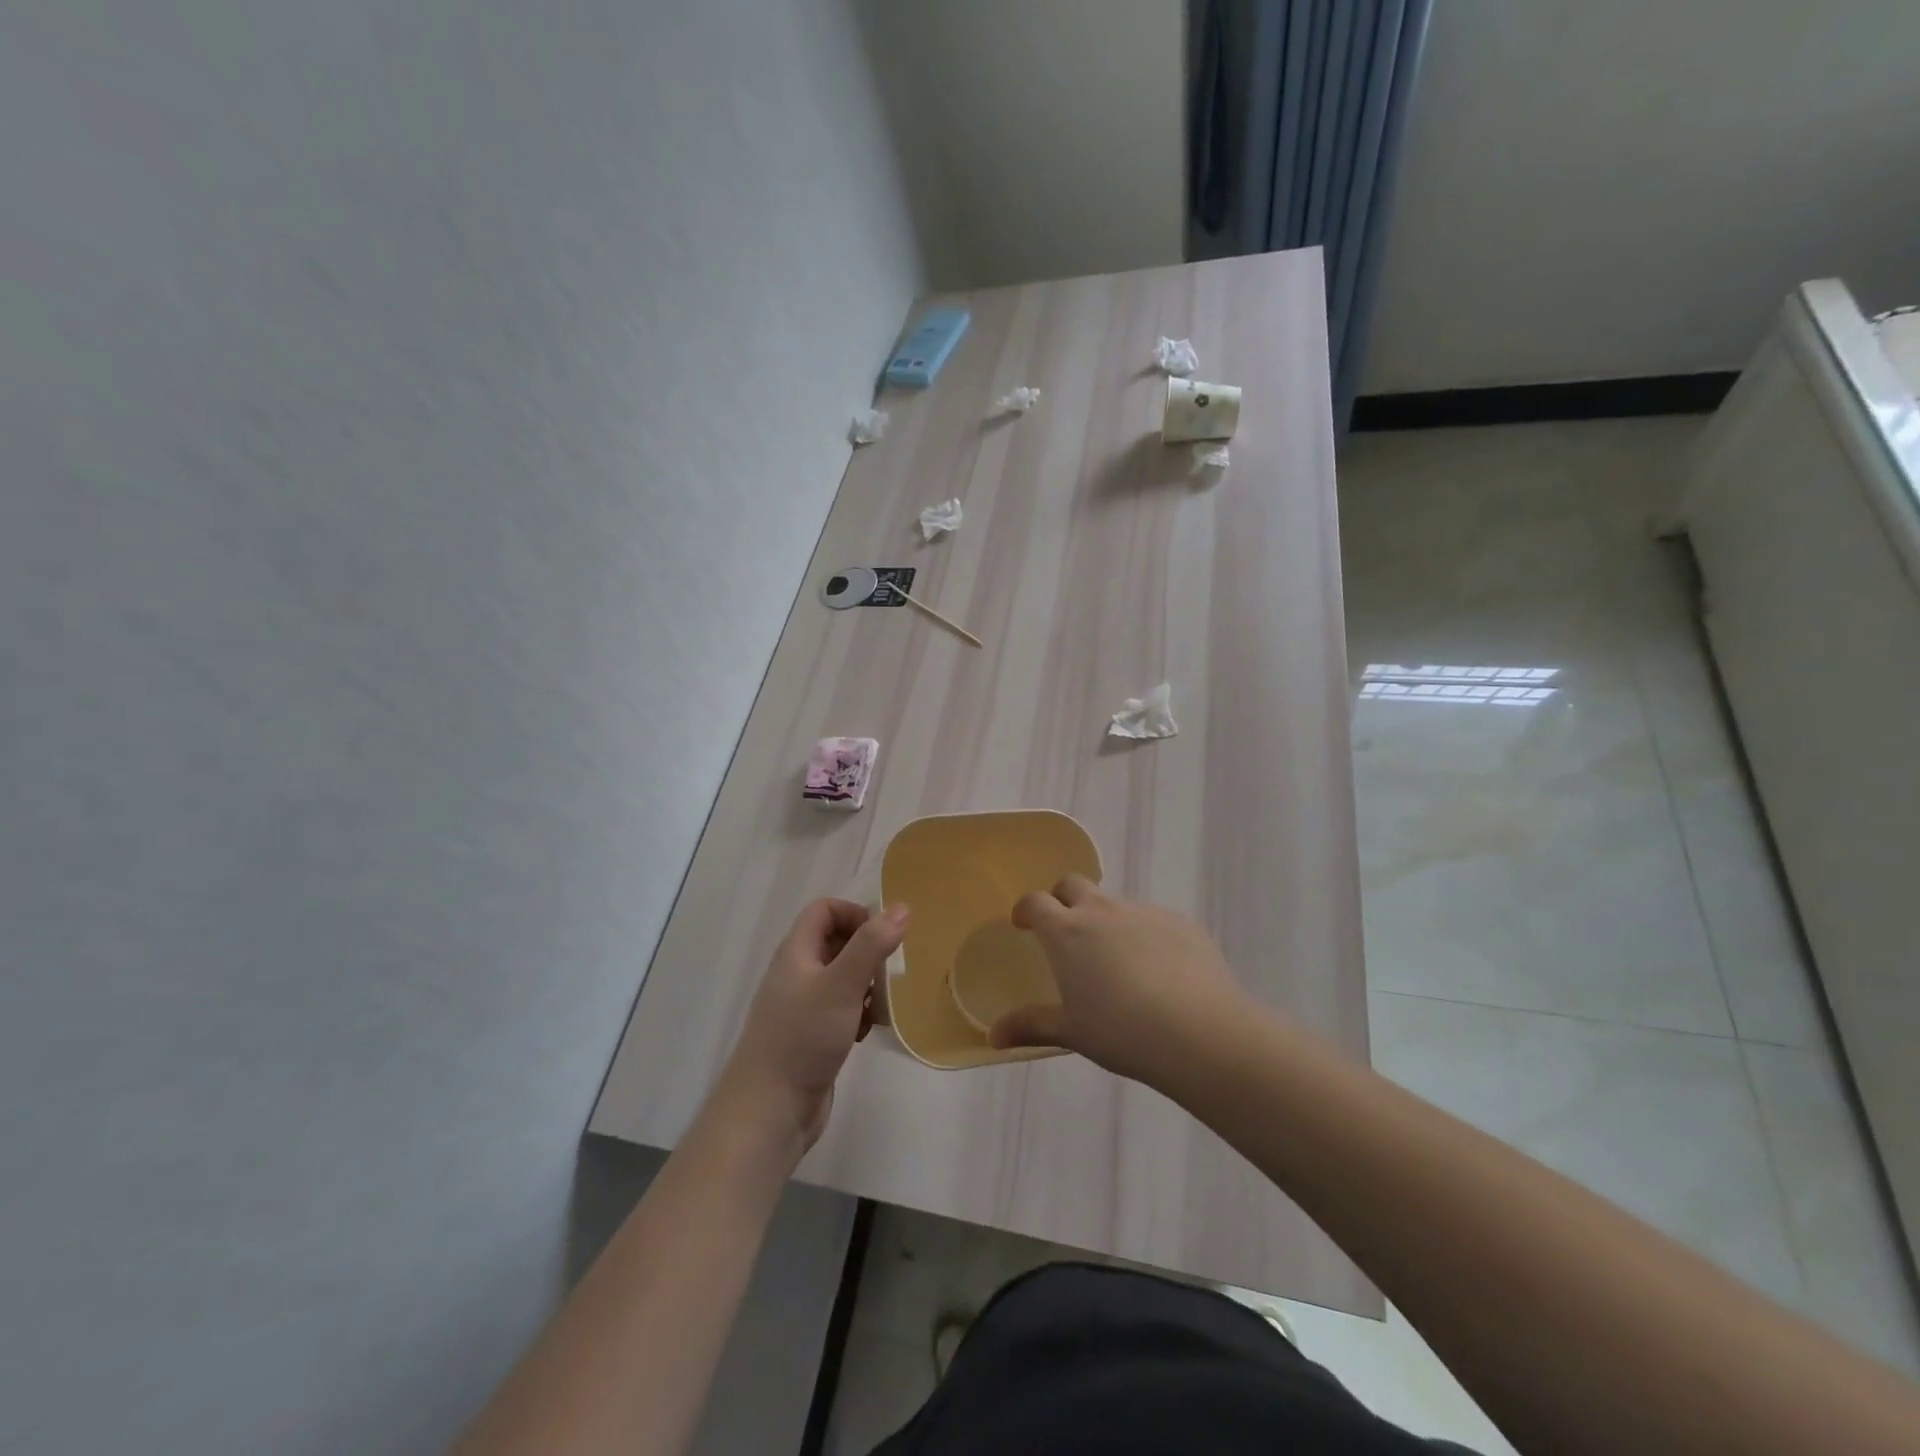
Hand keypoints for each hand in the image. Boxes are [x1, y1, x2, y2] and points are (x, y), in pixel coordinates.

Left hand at [717, 899, 907, 1151]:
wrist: (769, 1110)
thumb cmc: (803, 1038)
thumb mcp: (841, 985)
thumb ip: (871, 945)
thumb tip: (902, 908)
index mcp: (796, 953)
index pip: (824, 911)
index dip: (854, 914)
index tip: (882, 936)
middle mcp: (797, 974)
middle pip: (835, 942)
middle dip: (867, 952)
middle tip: (889, 971)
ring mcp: (802, 1006)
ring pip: (841, 978)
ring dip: (867, 984)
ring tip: (882, 1003)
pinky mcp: (811, 1035)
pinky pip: (841, 1009)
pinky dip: (859, 1013)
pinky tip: (868, 1031)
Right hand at [989, 876, 1245, 1086]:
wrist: (1200, 1032)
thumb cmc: (1122, 1032)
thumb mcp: (1072, 1032)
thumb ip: (1031, 1026)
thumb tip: (993, 1036)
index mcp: (1067, 932)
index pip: (1036, 902)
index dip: (1026, 909)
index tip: (1023, 923)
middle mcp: (1103, 911)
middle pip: (1073, 884)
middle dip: (1063, 898)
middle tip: (1065, 929)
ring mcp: (1145, 913)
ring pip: (1116, 905)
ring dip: (1107, 922)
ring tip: (1118, 963)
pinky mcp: (1182, 923)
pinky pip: (1153, 921)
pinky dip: (1146, 937)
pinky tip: (1160, 974)